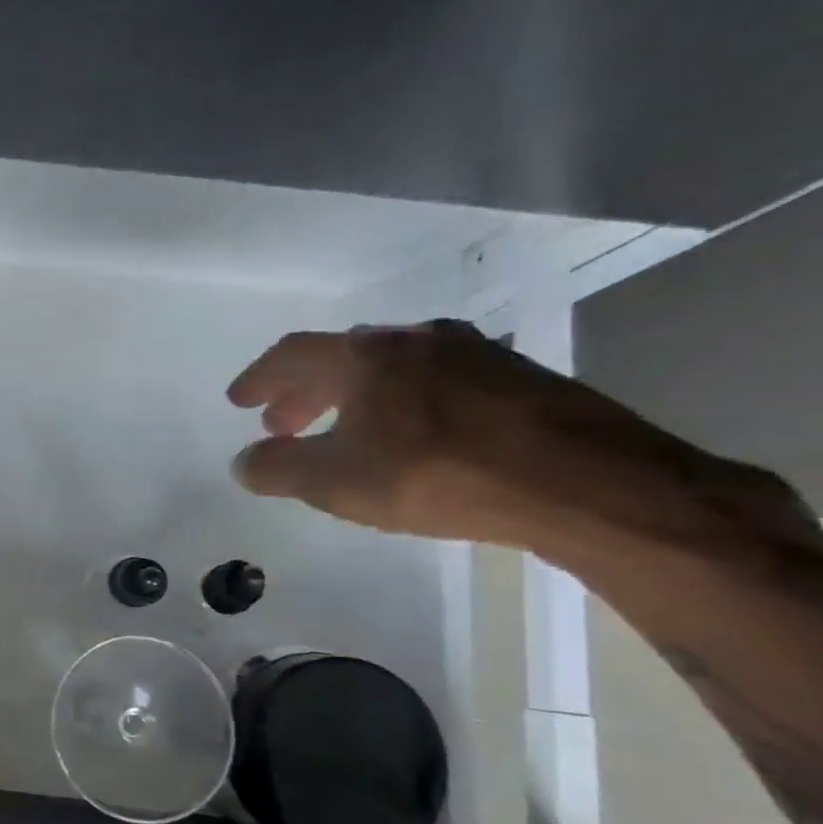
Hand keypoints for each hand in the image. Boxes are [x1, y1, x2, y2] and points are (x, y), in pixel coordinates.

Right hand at [224, 318, 790, 552]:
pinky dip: (402, 401)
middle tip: (284, 425)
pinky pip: (435, 380)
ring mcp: (473, 353)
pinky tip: (411, 434)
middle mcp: (415, 340)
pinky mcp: (517, 376)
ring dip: (354, 395)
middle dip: (304, 391)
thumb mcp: (336, 483)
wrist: (584, 483)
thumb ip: (278, 469)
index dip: (259, 378)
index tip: (240, 401)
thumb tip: (244, 462)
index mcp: (365, 357)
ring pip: (392, 366)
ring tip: (345, 429)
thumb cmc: (437, 475)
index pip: (293, 354)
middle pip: (342, 357)